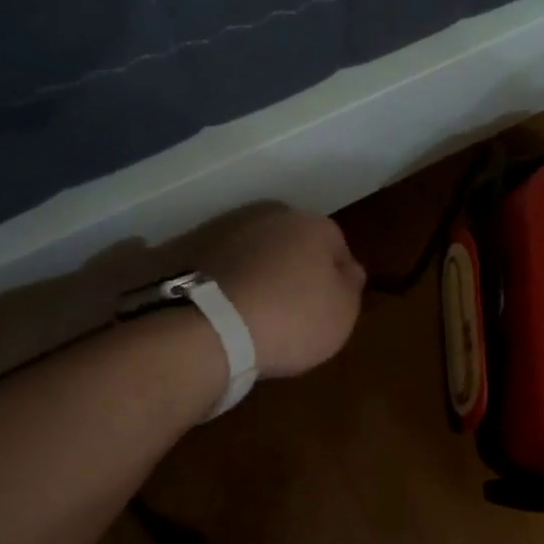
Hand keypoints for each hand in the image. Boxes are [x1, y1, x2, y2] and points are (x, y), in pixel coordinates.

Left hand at [199, 206, 365, 377]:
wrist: (212, 327)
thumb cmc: (292, 318)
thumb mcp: (343, 311)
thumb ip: (351, 284)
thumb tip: (348, 269)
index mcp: (313, 225)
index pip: (337, 246)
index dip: (337, 277)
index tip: (330, 306)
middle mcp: (272, 216)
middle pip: (294, 244)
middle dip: (296, 269)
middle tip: (295, 309)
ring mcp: (228, 230)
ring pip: (258, 252)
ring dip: (262, 274)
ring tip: (259, 313)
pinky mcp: (193, 251)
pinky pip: (226, 268)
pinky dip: (231, 283)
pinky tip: (231, 311)